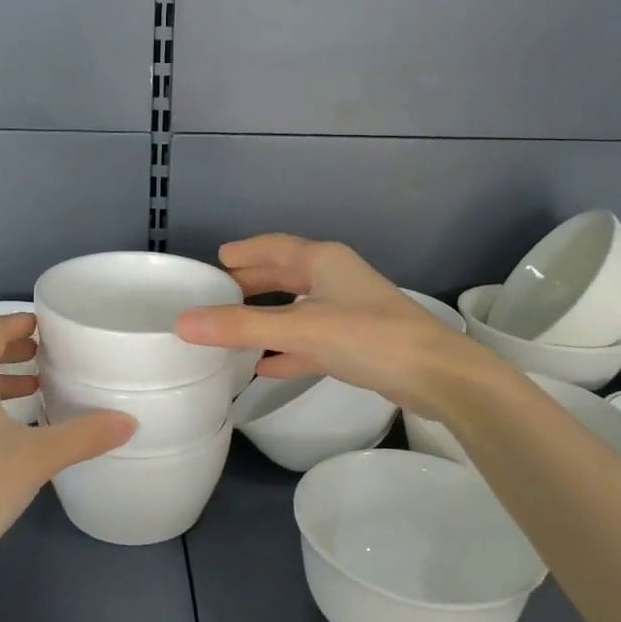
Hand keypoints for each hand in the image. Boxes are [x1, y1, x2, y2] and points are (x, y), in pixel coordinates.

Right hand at [174, 235, 489, 416]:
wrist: (436, 375)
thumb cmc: (369, 336)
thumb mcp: (302, 328)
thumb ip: (242, 327)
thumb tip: (183, 323)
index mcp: (323, 261)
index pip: (274, 247)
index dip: (244, 251)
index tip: (216, 259)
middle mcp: (336, 279)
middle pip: (285, 275)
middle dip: (252, 283)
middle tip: (216, 292)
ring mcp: (348, 312)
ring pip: (297, 309)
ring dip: (267, 317)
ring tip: (232, 326)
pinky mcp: (357, 344)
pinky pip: (310, 341)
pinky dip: (287, 349)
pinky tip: (265, 365)